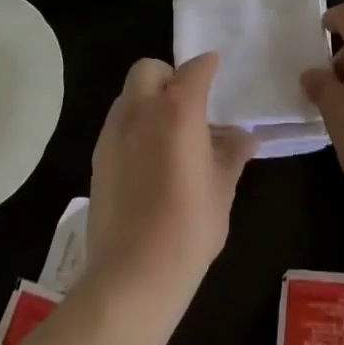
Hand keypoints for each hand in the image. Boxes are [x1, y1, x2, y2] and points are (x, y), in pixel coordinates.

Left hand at [87, 55, 256, 314]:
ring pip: (129, 95)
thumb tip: (245, 137)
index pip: (196, 68)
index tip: (217, 71)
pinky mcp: (98, 158)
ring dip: (148, 100)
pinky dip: (134, 127)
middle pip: (149, 69)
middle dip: (168, 76)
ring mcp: (114, 133)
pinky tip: (148, 160)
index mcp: (178, 109)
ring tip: (168, 134)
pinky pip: (117, 124)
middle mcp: (142, 109)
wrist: (132, 277)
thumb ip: (233, 154)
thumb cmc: (188, 228)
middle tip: (187, 103)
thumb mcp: (222, 189)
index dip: (209, 66)